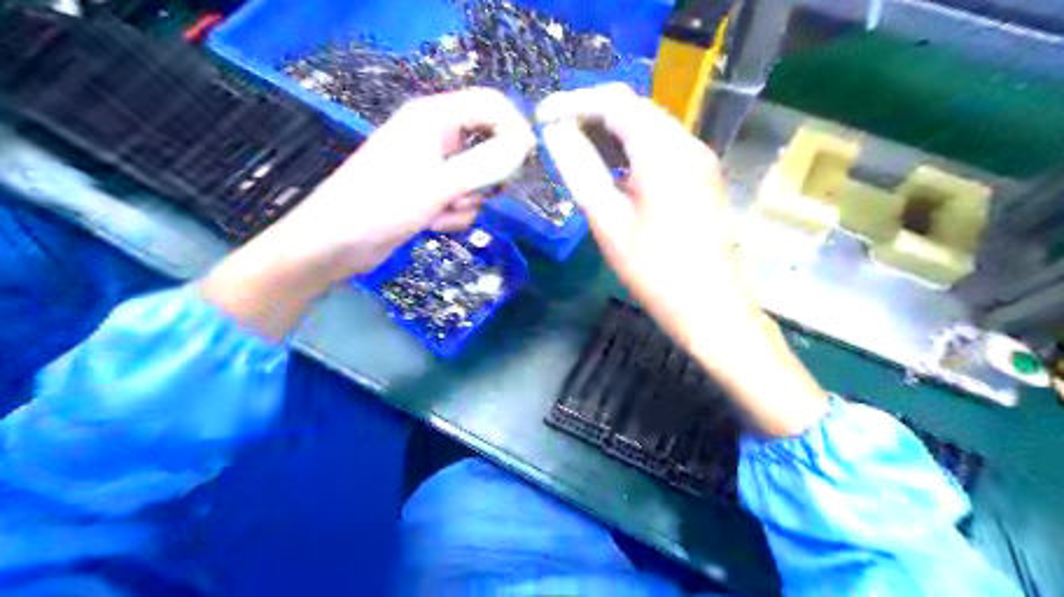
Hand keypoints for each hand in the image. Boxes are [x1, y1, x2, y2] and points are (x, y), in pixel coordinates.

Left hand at [271, 86, 535, 279]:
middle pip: (487, 143)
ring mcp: (432, 166)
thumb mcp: (439, 185)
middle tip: (477, 193)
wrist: (336, 242)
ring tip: (440, 211)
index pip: (489, 104)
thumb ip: (485, 164)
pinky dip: (453, 214)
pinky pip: (461, 199)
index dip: (514, 126)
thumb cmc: (382, 204)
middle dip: (486, 175)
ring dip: (467, 201)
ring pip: (476, 179)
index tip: (527, 159)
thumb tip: (523, 146)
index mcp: (433, 117)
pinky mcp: (429, 192)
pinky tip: (431, 223)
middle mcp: (435, 136)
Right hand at [536, 83, 826, 434]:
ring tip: (575, 143)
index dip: (575, 102)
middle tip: (555, 128)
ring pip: (650, 124)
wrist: (713, 309)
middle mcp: (688, 144)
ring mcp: (700, 159)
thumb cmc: (657, 273)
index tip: (543, 114)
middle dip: (592, 111)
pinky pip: (662, 145)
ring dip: (612, 127)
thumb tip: (557, 133)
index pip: (614, 103)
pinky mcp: (702, 176)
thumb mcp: (610, 223)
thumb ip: (582, 171)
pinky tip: (610, 164)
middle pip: (635, 107)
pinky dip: (632, 145)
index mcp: (664, 153)